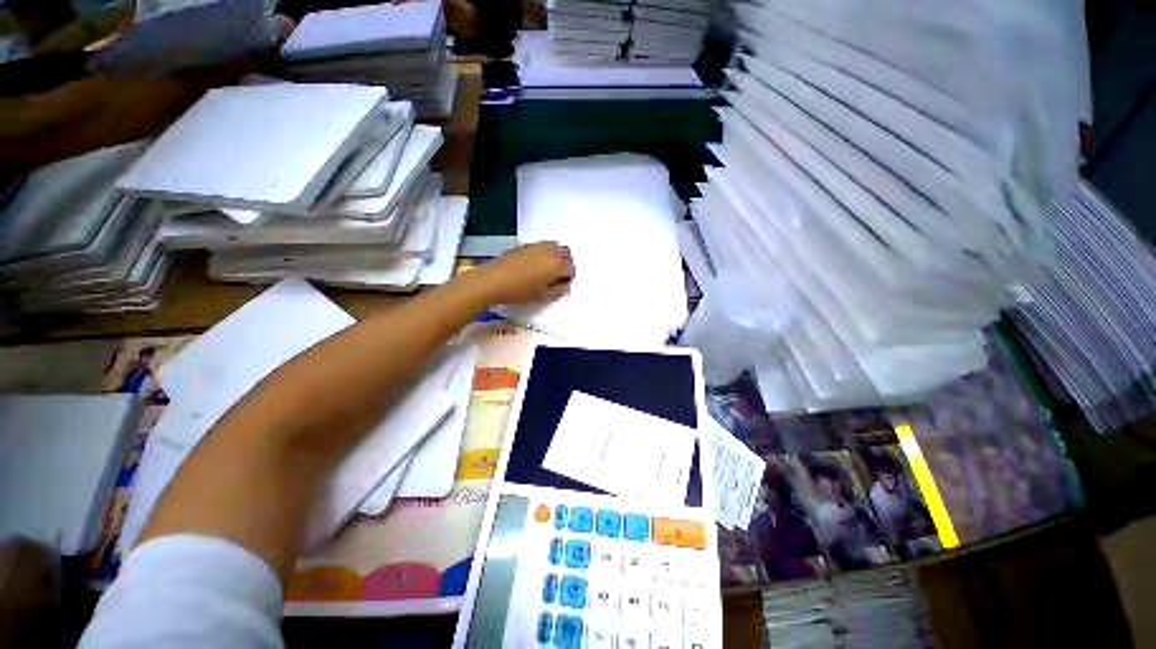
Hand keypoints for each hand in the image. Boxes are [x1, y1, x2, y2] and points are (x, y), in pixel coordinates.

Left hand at [473, 242, 574, 304]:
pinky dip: (544, 253)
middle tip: (558, 276)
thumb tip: (564, 285)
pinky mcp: (524, 244)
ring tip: (546, 270)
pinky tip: (534, 265)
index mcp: (556, 264)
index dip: (568, 277)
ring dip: (555, 256)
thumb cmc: (519, 291)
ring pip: (554, 246)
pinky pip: (541, 246)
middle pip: (566, 253)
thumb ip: (558, 290)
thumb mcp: (542, 296)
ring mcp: (536, 246)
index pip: (571, 268)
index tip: (562, 285)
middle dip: (565, 263)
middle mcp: (549, 251)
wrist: (492, 281)